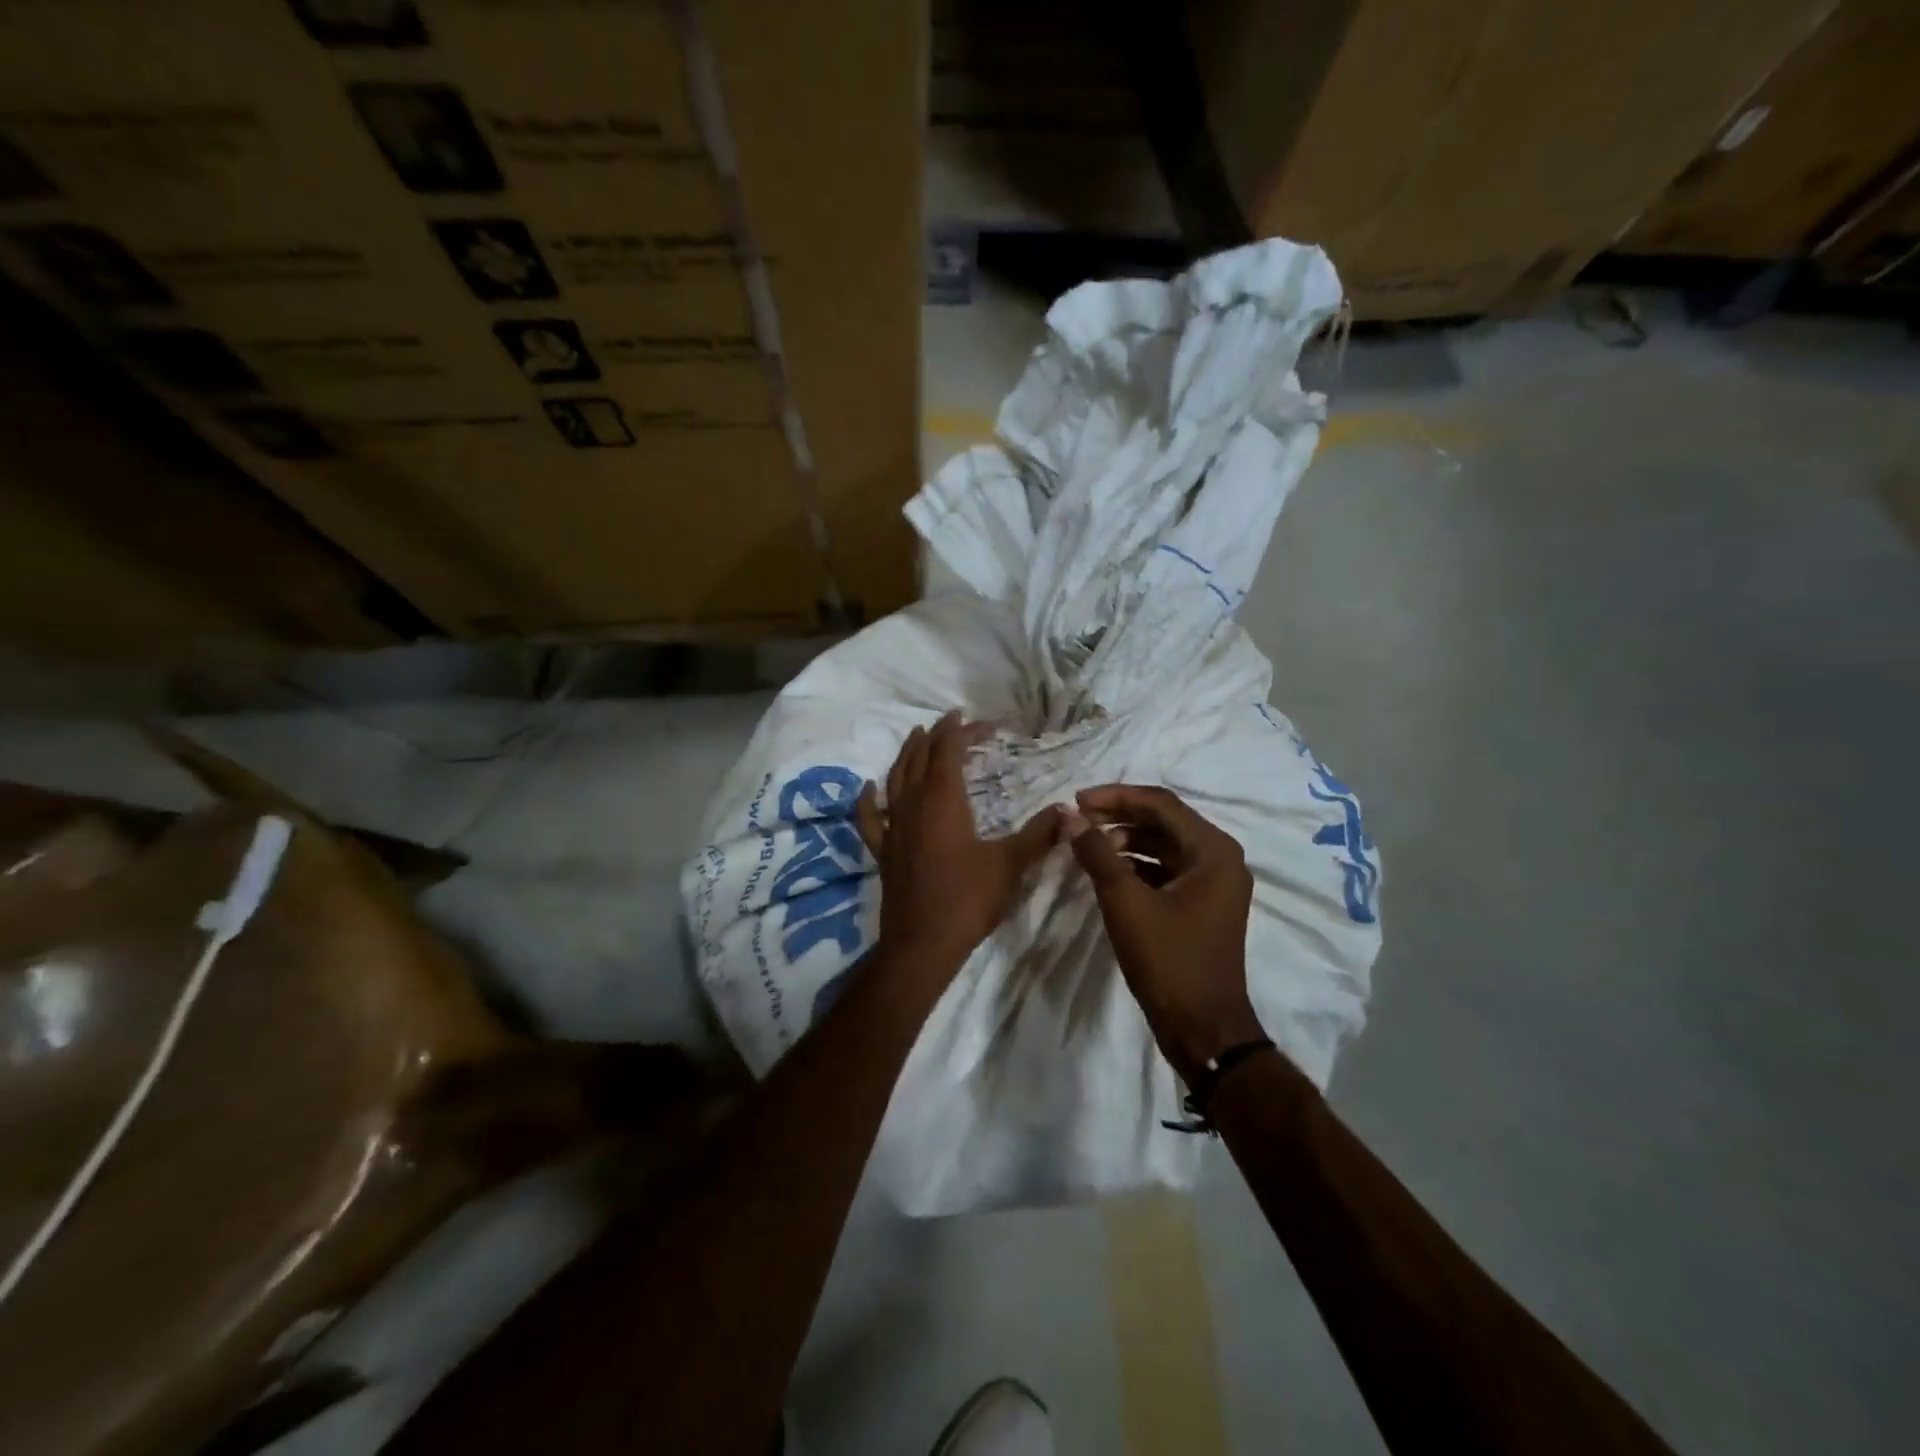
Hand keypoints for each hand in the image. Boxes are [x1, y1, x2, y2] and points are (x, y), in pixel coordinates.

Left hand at [855, 713, 1060, 982]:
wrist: (923, 944)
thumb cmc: (968, 899)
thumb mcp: (1010, 865)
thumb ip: (1039, 834)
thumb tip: (1067, 811)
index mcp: (943, 801)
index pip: (949, 752)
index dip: (963, 731)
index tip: (982, 721)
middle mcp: (913, 805)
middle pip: (921, 758)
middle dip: (937, 736)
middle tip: (952, 721)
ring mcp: (893, 828)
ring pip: (895, 779)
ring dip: (906, 754)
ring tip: (916, 736)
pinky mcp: (882, 851)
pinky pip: (870, 818)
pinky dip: (869, 799)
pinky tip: (869, 787)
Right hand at [1065, 785, 1263, 1083]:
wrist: (1203, 1029)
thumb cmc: (1168, 961)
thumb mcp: (1125, 902)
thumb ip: (1097, 853)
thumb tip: (1070, 816)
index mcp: (1213, 850)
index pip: (1160, 804)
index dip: (1115, 797)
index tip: (1076, 801)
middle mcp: (1220, 858)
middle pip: (1164, 820)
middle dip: (1119, 815)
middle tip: (1078, 818)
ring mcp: (1214, 883)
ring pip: (1164, 844)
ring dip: (1126, 839)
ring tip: (1088, 843)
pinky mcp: (1202, 903)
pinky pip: (1167, 868)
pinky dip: (1137, 863)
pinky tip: (1107, 869)